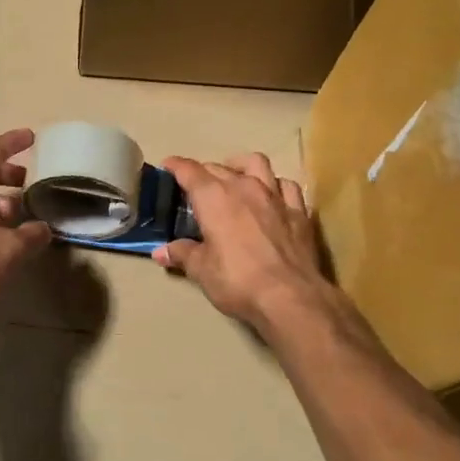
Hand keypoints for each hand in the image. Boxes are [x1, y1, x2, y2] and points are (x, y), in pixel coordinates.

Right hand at [153, 154, 334, 331]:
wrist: (290, 297)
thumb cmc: (237, 280)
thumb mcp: (201, 270)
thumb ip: (182, 254)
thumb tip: (160, 252)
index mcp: (214, 197)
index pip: (189, 171)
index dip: (176, 166)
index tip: (168, 165)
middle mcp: (244, 187)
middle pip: (219, 167)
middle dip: (204, 172)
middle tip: (196, 187)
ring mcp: (275, 196)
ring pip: (257, 164)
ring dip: (241, 167)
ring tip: (235, 177)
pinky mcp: (299, 211)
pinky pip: (286, 186)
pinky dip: (274, 186)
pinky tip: (271, 196)